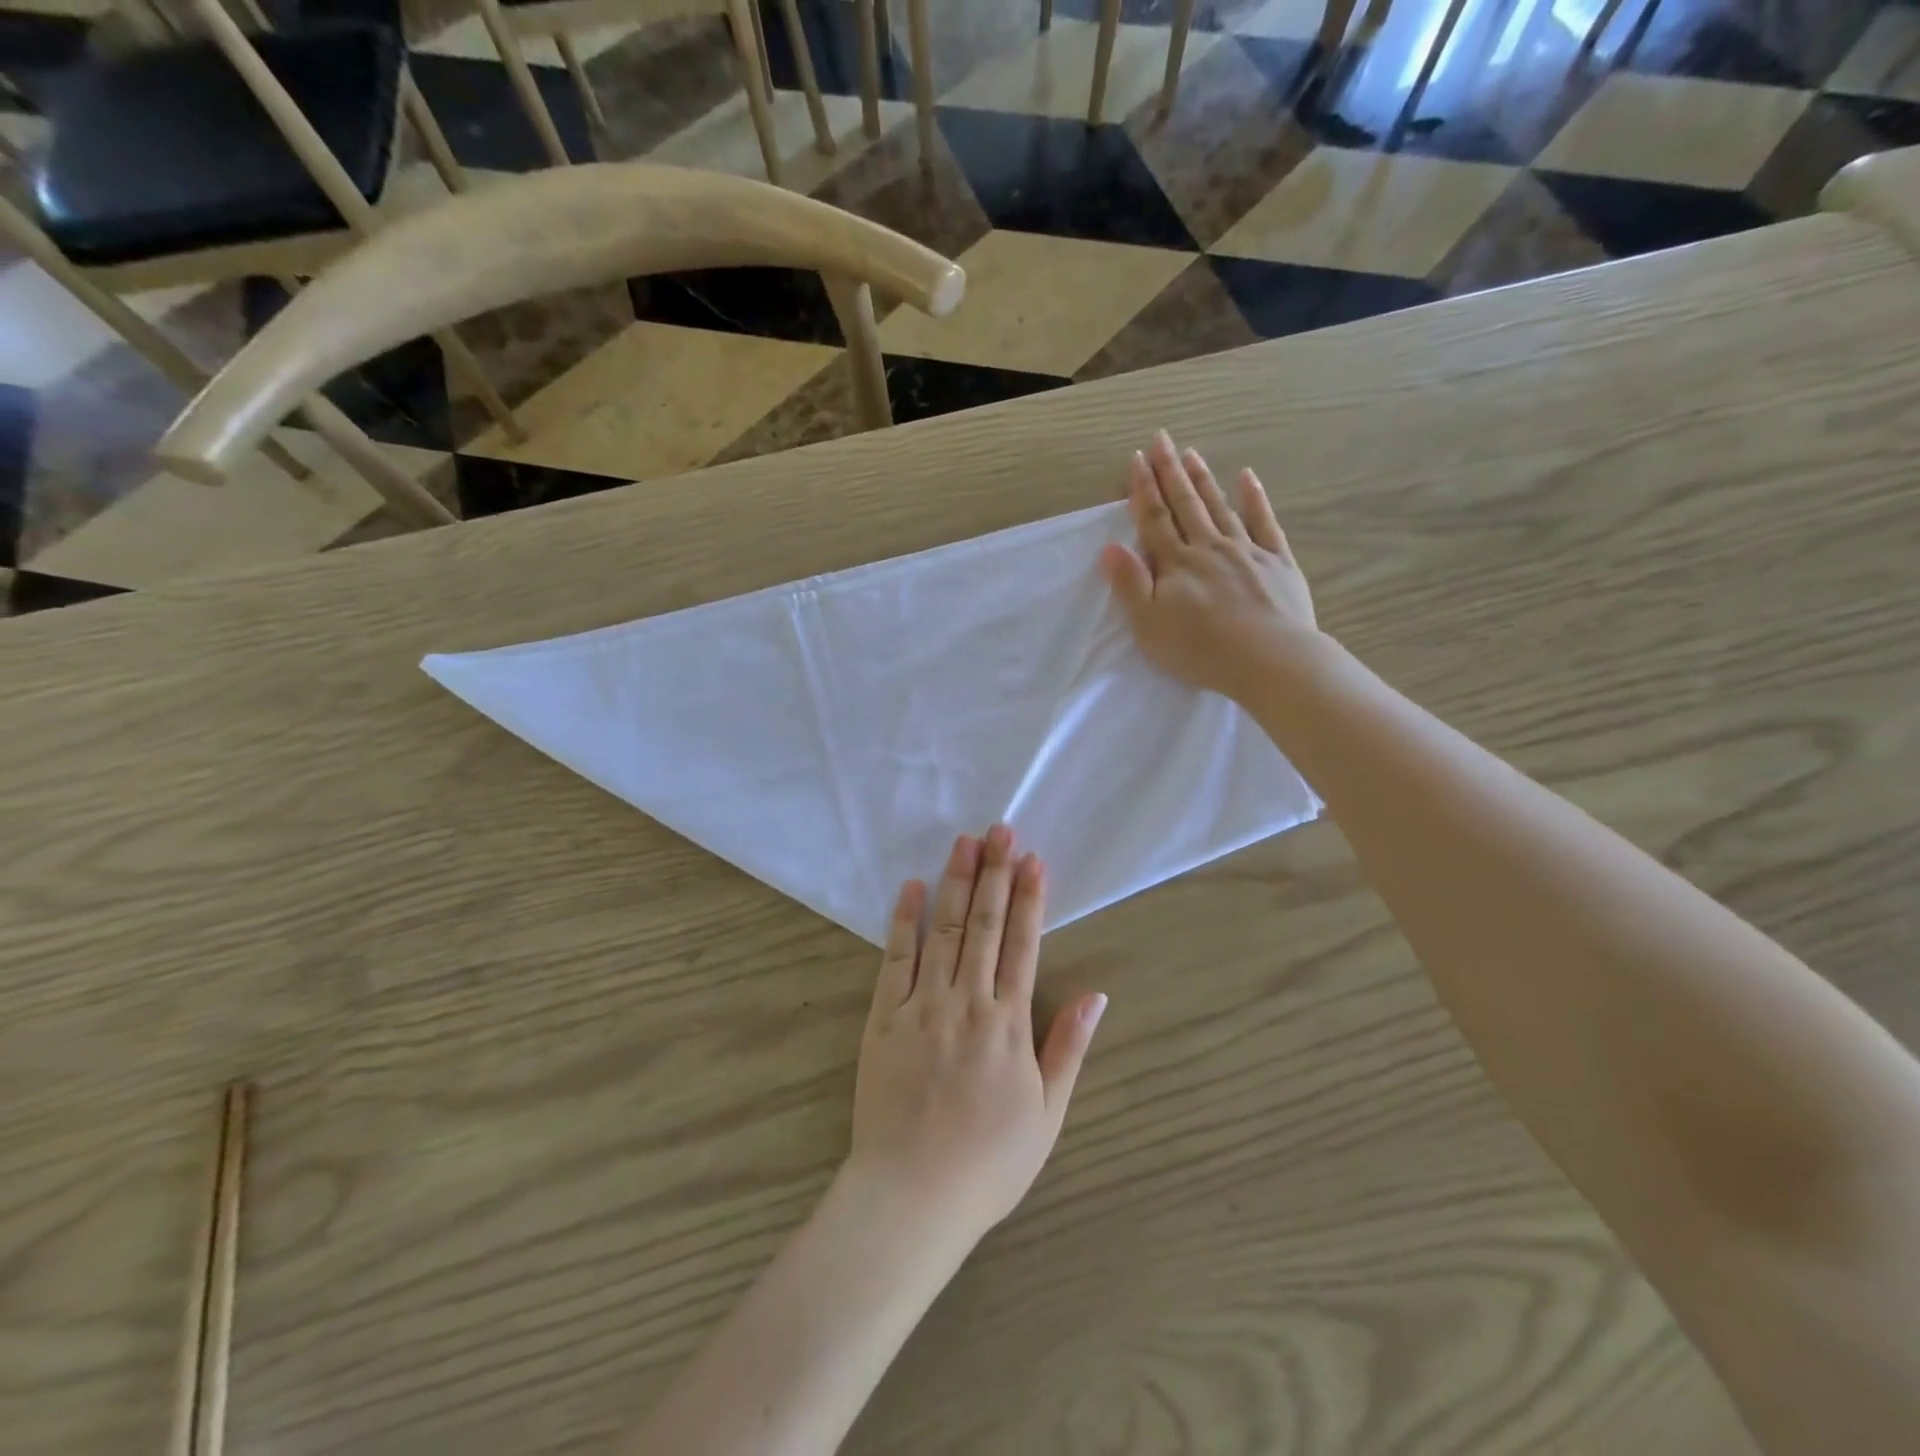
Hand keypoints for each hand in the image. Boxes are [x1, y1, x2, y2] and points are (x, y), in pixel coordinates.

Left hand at [846, 826, 1106, 1249]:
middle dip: (994, 873)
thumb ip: (1068, 1049)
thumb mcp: (1047, 1115)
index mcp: (1008, 1024)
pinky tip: (911, 887)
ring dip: (955, 882)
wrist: (912, 1197)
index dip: (1029, 898)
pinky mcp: (884, 1018)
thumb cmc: (987, 1163)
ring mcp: (923, 1006)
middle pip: (983, 925)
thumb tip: (1097, 995)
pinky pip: (895, 960)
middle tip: (999, 829)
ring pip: (943, 930)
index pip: (1022, 944)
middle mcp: (968, 1002)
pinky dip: (904, 921)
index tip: (1032, 858)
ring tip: (964, 842)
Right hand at [1100, 430, 1320, 701]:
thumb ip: (1130, 584)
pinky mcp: (1277, 562)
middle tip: (1162, 439)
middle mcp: (1208, 547)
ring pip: (1219, 507)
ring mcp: (1246, 551)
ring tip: (1192, 453)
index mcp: (1176, 564)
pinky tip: (1247, 477)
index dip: (1143, 489)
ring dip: (1203, 479)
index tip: (1136, 459)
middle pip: (1185, 504)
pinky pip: (1264, 522)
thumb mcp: (1149, 625)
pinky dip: (1254, 498)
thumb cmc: (1201, 649)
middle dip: (1170, 471)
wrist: (1269, 659)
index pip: (1154, 519)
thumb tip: (1110, 547)